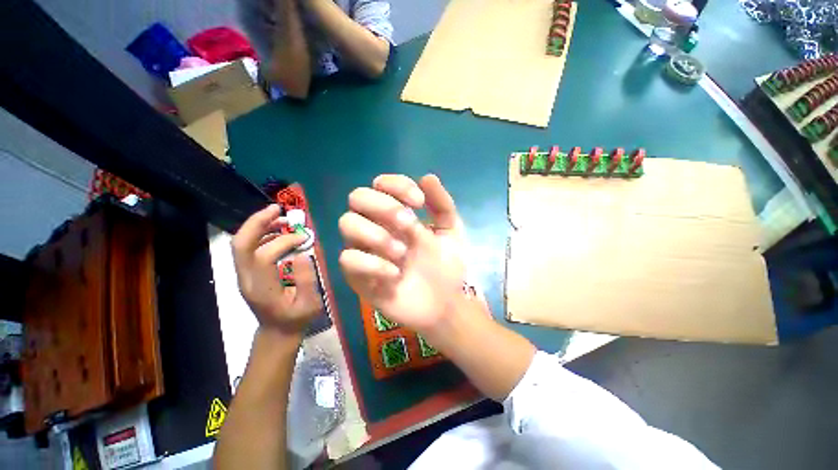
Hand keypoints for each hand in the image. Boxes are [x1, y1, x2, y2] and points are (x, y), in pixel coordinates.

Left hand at [232, 205, 322, 333]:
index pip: (263, 256)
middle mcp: (246, 279)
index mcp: (262, 288)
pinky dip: (260, 233)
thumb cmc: (296, 319)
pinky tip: (277, 230)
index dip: (284, 242)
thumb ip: (307, 280)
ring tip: (280, 216)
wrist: (277, 332)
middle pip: (241, 244)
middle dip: (257, 222)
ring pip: (241, 243)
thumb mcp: (310, 304)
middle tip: (278, 209)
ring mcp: (243, 275)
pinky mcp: (246, 272)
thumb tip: (302, 253)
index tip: (304, 239)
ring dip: (258, 225)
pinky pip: (247, 247)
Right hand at [339, 174, 466, 333]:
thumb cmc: (447, 266)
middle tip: (410, 225)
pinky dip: (372, 263)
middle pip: (357, 197)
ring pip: (346, 223)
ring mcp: (366, 251)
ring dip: (376, 233)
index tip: (418, 202)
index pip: (381, 183)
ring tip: (402, 253)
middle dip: (384, 206)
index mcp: (398, 214)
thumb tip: (427, 177)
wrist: (446, 303)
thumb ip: (442, 204)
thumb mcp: (451, 231)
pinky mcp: (359, 277)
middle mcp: (377, 226)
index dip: (397, 186)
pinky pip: (348, 259)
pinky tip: (395, 274)